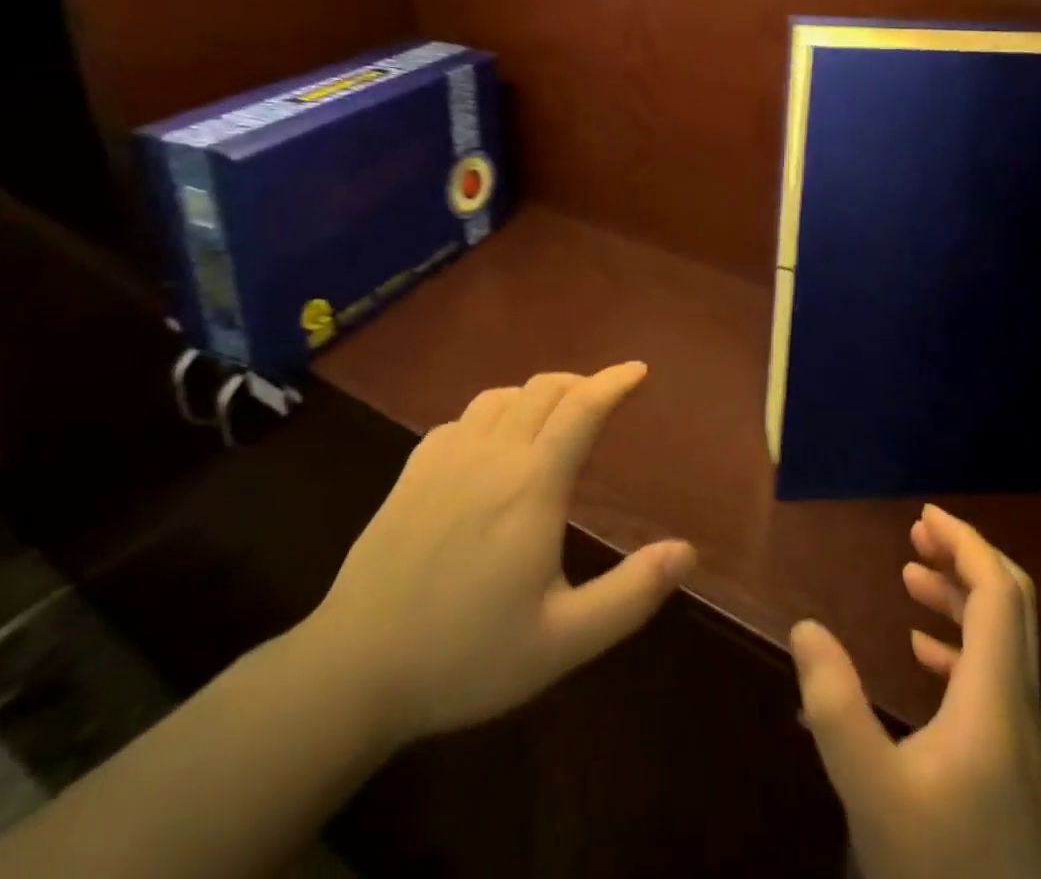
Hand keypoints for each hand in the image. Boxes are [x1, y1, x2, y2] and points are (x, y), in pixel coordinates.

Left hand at [298, 362, 695, 749]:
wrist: (352, 670)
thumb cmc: (465, 657)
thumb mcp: (562, 642)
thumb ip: (630, 595)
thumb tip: (687, 552)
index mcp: (532, 484)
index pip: (582, 408)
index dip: (615, 381)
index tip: (639, 370)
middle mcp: (491, 455)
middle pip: (544, 389)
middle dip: (582, 383)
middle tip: (605, 399)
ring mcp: (445, 458)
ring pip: (501, 396)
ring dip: (538, 394)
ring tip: (555, 415)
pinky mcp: (412, 471)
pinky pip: (462, 418)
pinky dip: (493, 413)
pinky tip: (493, 442)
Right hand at [790, 505, 1040, 878]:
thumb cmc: (941, 874)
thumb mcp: (872, 792)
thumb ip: (835, 705)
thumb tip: (806, 625)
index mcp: (997, 699)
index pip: (997, 592)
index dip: (966, 543)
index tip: (923, 515)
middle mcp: (1020, 708)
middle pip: (1011, 607)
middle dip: (965, 559)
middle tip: (916, 534)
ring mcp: (1021, 742)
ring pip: (1003, 642)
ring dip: (961, 599)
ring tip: (910, 576)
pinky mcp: (1012, 771)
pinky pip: (993, 679)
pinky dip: (961, 646)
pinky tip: (922, 654)